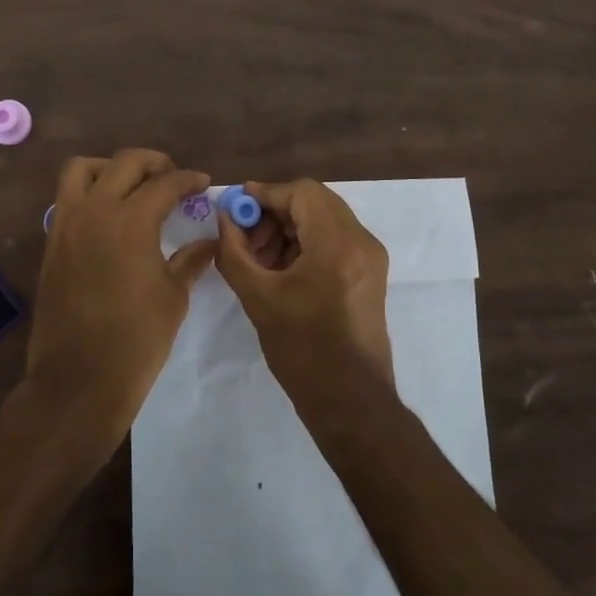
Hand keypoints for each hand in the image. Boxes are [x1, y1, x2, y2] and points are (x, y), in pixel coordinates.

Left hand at [22, 150, 216, 448]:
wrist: (78, 379)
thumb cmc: (136, 340)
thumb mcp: (173, 297)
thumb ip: (190, 260)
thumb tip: (209, 242)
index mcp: (132, 221)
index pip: (166, 184)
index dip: (189, 180)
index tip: (203, 184)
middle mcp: (96, 210)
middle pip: (125, 162)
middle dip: (154, 163)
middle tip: (173, 178)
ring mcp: (67, 223)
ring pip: (83, 169)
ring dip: (110, 167)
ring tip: (131, 185)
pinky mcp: (52, 241)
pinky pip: (67, 197)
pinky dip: (88, 191)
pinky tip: (108, 215)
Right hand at [213, 179, 393, 398]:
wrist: (351, 402)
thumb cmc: (303, 350)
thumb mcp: (258, 298)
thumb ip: (234, 252)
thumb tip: (224, 219)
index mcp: (337, 243)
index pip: (301, 192)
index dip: (266, 194)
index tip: (236, 207)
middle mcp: (361, 241)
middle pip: (315, 202)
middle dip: (276, 211)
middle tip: (246, 236)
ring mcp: (370, 258)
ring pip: (325, 219)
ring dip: (290, 227)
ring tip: (260, 257)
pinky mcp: (370, 274)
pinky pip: (335, 240)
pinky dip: (306, 243)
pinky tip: (281, 269)